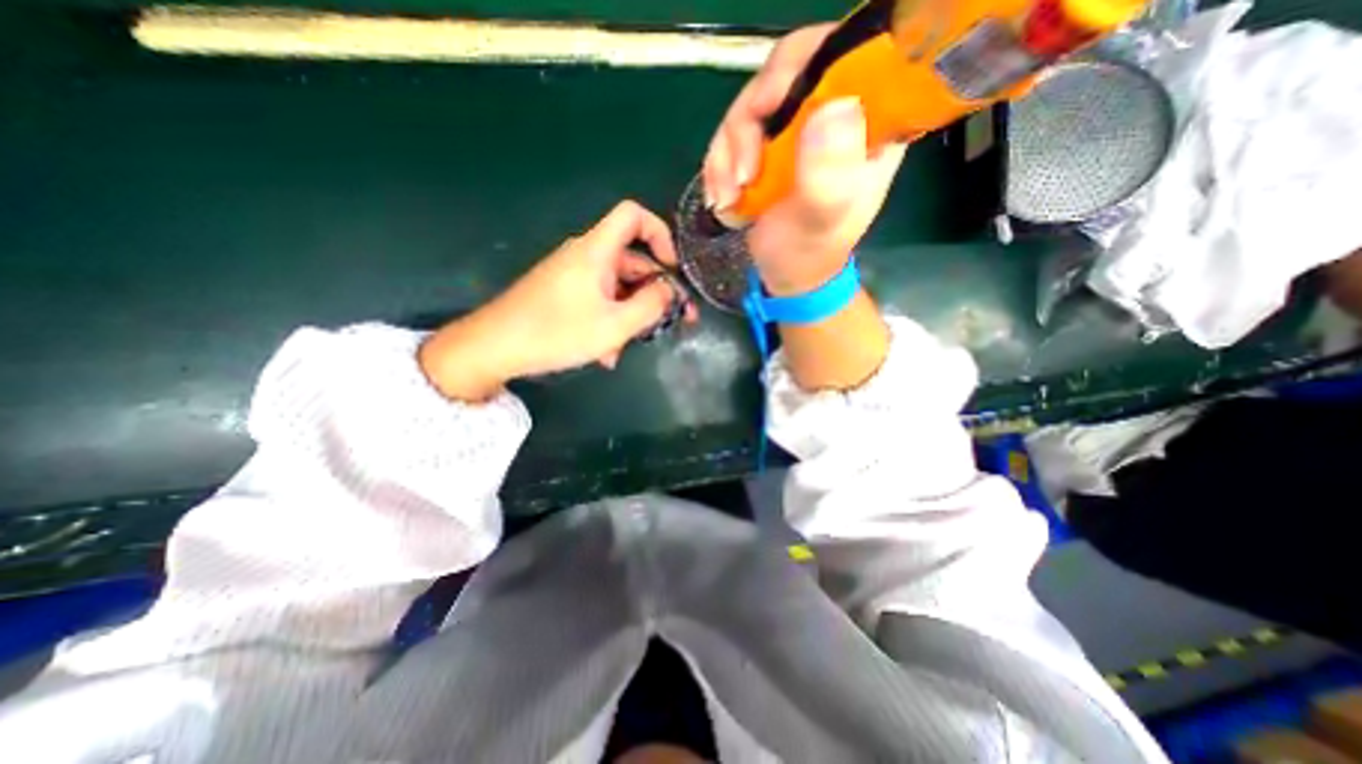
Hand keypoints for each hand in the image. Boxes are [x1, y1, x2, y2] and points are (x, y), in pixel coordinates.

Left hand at [418, 200, 696, 402]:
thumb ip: (651, 305)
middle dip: (655, 290)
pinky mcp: (563, 292)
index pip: (633, 215)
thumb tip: (670, 290)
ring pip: (617, 286)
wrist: (494, 347)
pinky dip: (610, 319)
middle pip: (632, 259)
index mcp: (597, 251)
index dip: (660, 233)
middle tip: (674, 320)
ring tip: (632, 345)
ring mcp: (572, 274)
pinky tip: (607, 351)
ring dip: (632, 313)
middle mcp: (585, 255)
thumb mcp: (615, 325)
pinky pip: (598, 299)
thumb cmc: (557, 333)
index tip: (672, 268)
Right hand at [702, 20, 901, 294]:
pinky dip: (719, 166)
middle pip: (785, 73)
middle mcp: (834, 114)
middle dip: (748, 124)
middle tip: (740, 174)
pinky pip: (731, 134)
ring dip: (727, 154)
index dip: (800, 67)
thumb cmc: (809, 253)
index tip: (768, 109)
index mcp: (869, 124)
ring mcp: (796, 129)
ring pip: (750, 105)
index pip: (843, 56)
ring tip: (727, 199)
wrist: (786, 276)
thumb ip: (828, 175)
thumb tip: (833, 107)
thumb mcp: (822, 221)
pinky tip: (721, 199)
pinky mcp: (767, 145)